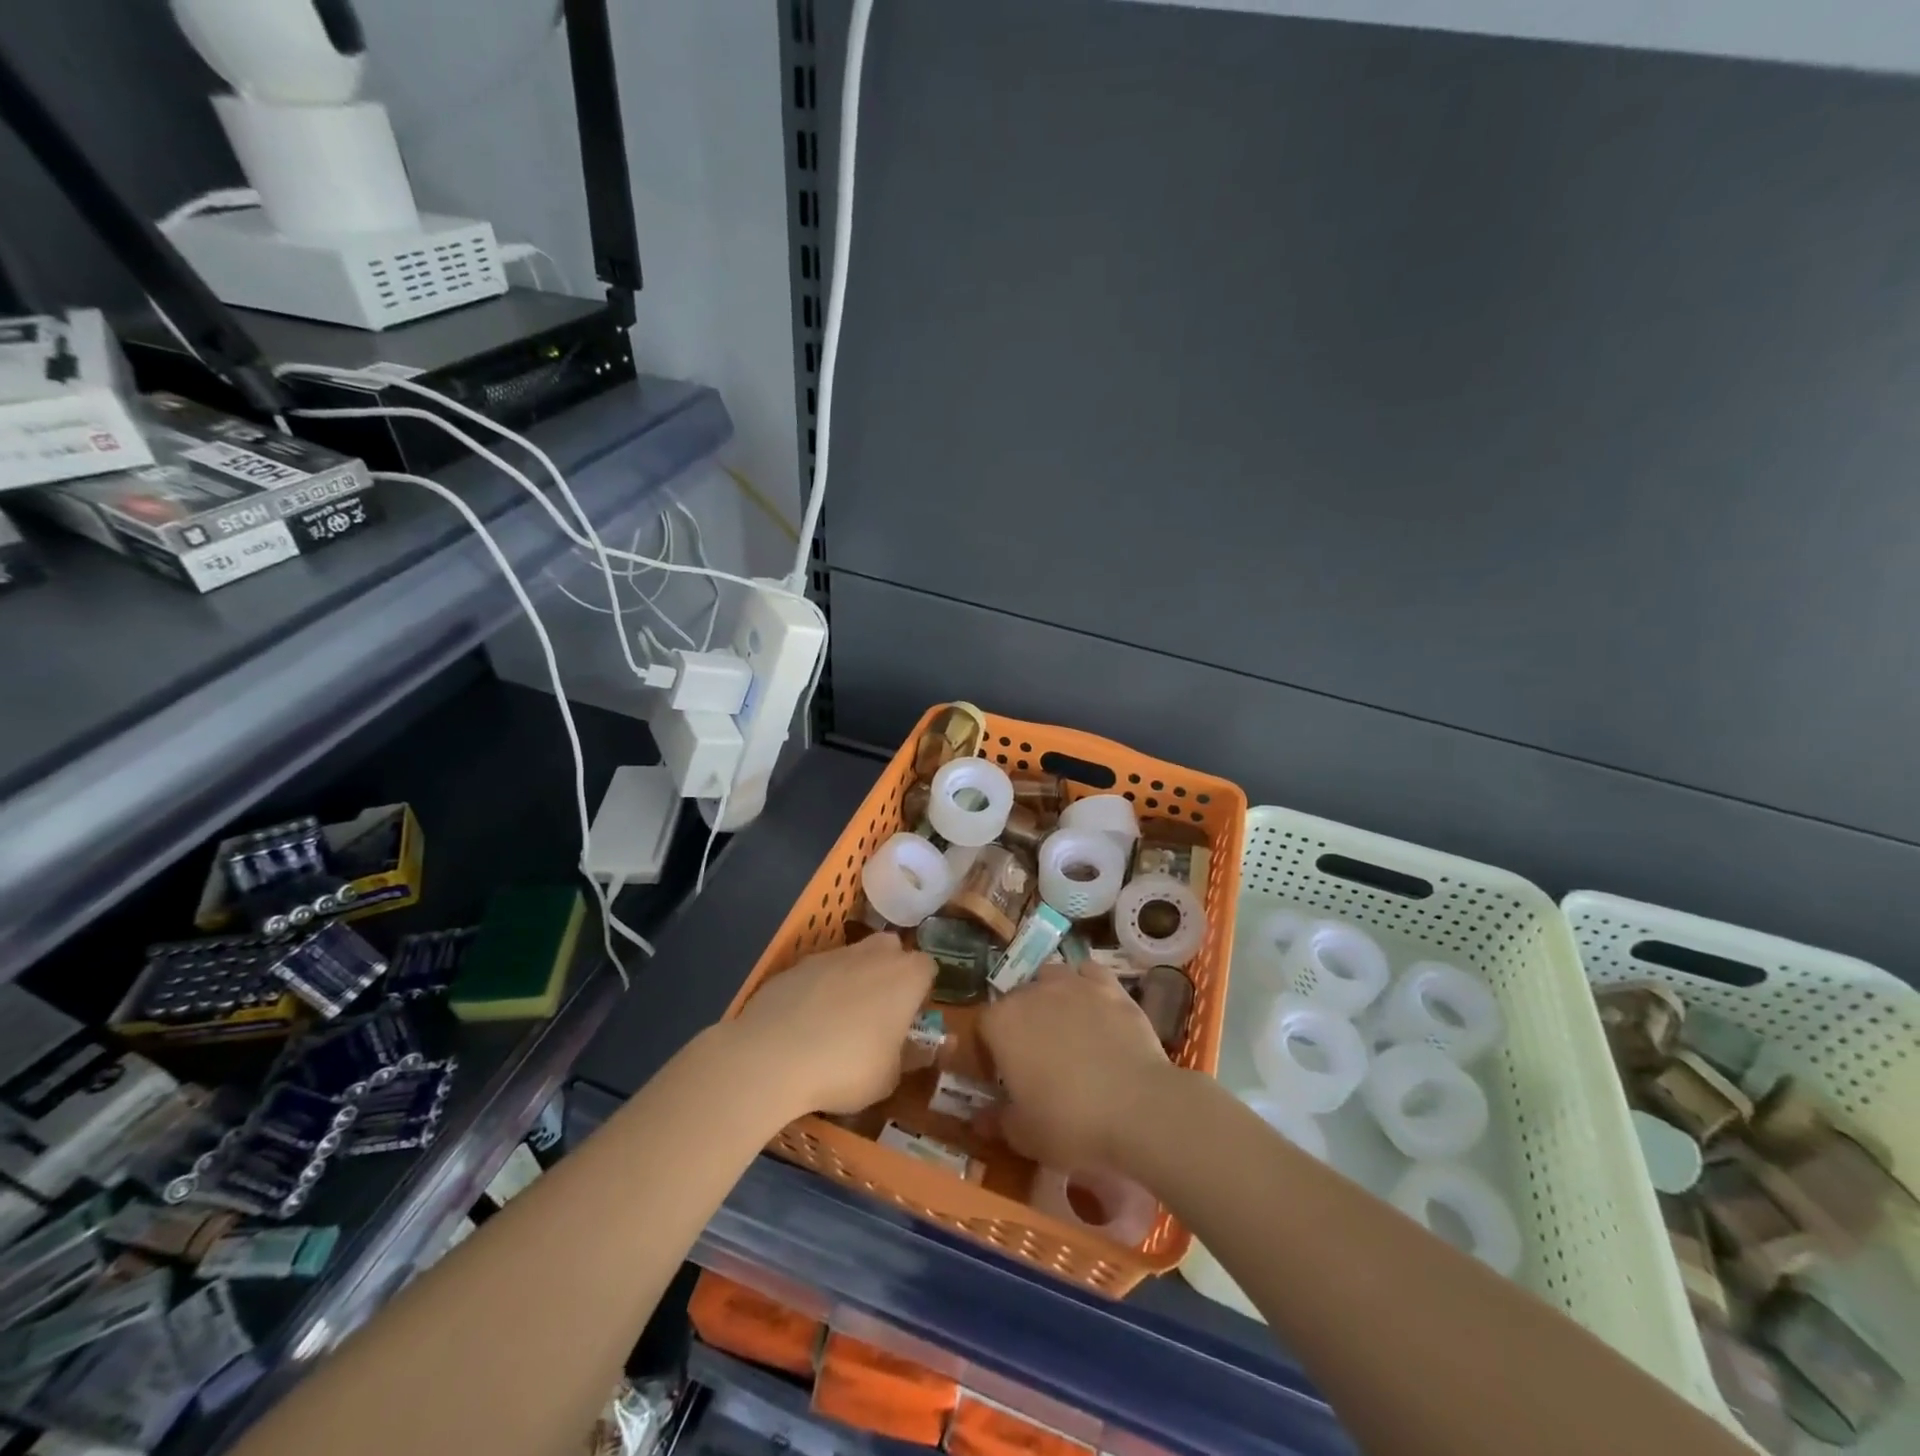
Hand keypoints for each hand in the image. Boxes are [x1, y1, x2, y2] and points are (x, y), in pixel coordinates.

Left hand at [731, 935, 934, 1117]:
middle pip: (891, 948)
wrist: (772, 1056)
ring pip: (852, 956)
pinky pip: (817, 972)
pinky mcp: (796, 965)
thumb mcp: (888, 1078)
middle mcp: (872, 954)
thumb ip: (909, 1057)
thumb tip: (920, 1050)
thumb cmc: (846, 1068)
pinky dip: (817, 989)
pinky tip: (804, 1022)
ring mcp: (831, 955)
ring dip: (852, 978)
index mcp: (905, 976)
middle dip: (889, 970)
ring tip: (838, 1019)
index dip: (921, 990)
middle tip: (879, 1008)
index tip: (910, 1016)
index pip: (928, 967)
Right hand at [979, 963, 1171, 1170]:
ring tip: (1063, 1027)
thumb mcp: (1024, 1135)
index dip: (988, 1052)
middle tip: (1034, 1059)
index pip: (982, 1027)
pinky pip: (1088, 973)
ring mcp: (1073, 984)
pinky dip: (1085, 985)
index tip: (1000, 1078)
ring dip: (1049, 997)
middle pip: (1015, 999)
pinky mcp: (1109, 986)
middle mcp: (1031, 992)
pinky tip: (1093, 1007)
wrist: (1137, 1107)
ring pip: (1050, 978)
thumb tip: (980, 1118)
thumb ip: (997, 1120)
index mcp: (1002, 1023)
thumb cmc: (1070, 1123)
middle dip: (1020, 1024)